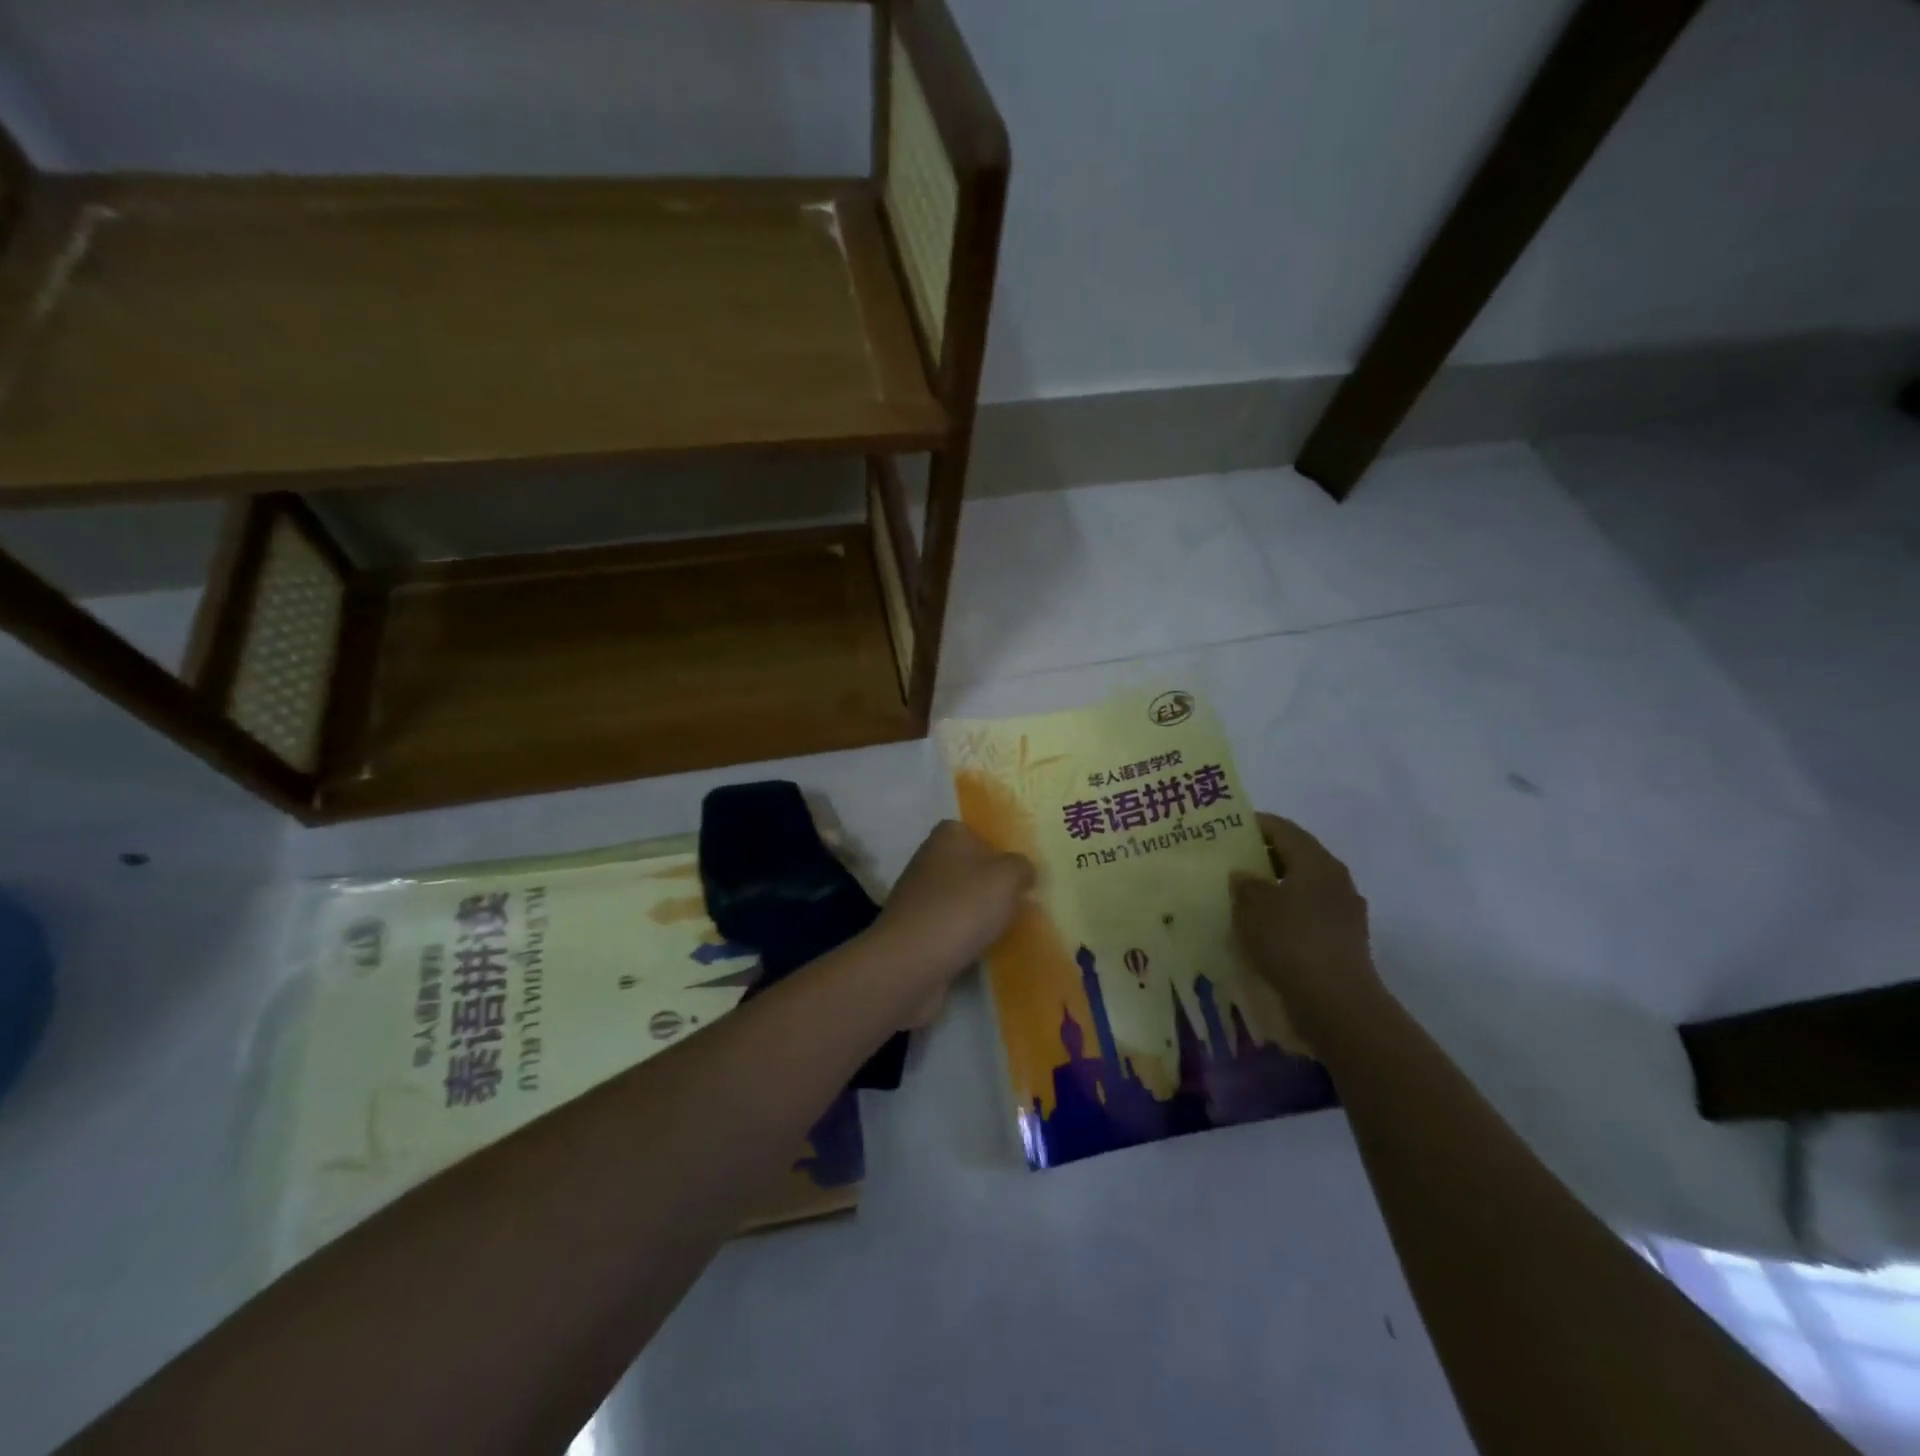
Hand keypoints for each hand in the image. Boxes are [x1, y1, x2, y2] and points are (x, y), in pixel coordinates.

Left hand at [873, 821, 1033, 991]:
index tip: (1020, 877)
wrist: (912, 959)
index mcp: (948, 835)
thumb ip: (1021, 867)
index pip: (979, 834)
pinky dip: (964, 935)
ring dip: (979, 913)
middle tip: (1018, 904)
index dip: (1001, 853)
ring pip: (961, 897)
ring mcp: (919, 894)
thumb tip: (1022, 872)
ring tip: (1003, 930)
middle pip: (971, 867)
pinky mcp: (915, 926)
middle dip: (992, 885)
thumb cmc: (963, 906)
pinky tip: (980, 948)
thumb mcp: (1008, 877)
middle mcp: (929, 858)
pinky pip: (950, 925)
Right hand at [1230, 813, 1382, 1040]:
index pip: (1283, 829)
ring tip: (1243, 898)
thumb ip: (1244, 884)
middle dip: (1263, 857)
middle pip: (1296, 857)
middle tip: (1230, 863)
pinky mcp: (1343, 941)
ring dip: (1275, 889)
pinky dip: (1286, 915)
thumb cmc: (1291, 941)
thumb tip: (1243, 875)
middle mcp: (1336, 880)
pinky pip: (1308, 916)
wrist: (1336, 1003)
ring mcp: (1344, 912)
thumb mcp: (1253, 906)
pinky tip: (1264, 929)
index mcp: (1317, 862)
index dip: (1254, 824)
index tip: (1227, 828)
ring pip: (1303, 888)